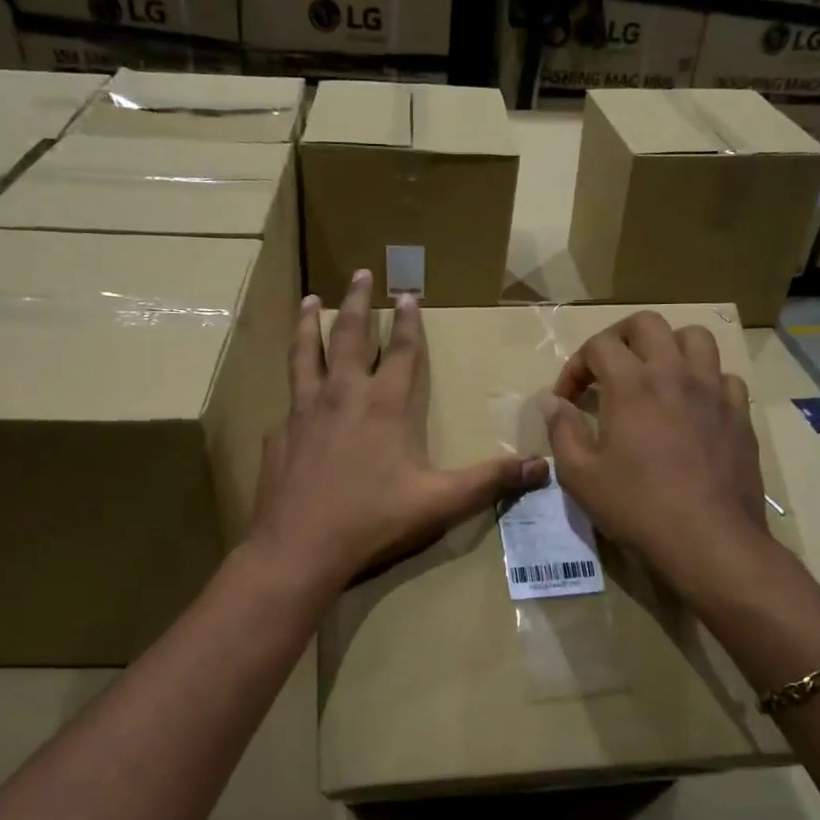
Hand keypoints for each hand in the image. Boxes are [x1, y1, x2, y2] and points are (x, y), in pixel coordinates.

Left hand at [250, 269, 549, 592]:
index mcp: (383, 404)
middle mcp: (342, 395)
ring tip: (309, 299)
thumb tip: (541, 468)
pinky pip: (287, 401)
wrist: (299, 546)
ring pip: (305, 354)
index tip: (407, 293)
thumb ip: (489, 481)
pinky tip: (290, 394)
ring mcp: (303, 411)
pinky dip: (293, 388)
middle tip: (359, 273)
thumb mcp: (440, 501)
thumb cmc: (373, 519)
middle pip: (347, 335)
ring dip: (308, 323)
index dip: (407, 320)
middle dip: (356, 301)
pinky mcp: (278, 434)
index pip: (400, 350)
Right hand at [545, 311, 769, 593]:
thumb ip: (562, 431)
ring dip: (669, 347)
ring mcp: (713, 391)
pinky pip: (725, 377)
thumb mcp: (580, 475)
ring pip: (695, 338)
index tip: (568, 399)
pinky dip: (705, 381)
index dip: (575, 366)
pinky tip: (694, 406)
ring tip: (655, 375)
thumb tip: (552, 402)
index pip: (599, 345)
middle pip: (647, 323)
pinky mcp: (739, 414)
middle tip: (608, 369)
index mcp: (632, 384)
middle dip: (620, 338)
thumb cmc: (637, 507)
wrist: (709, 540)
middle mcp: (674, 374)